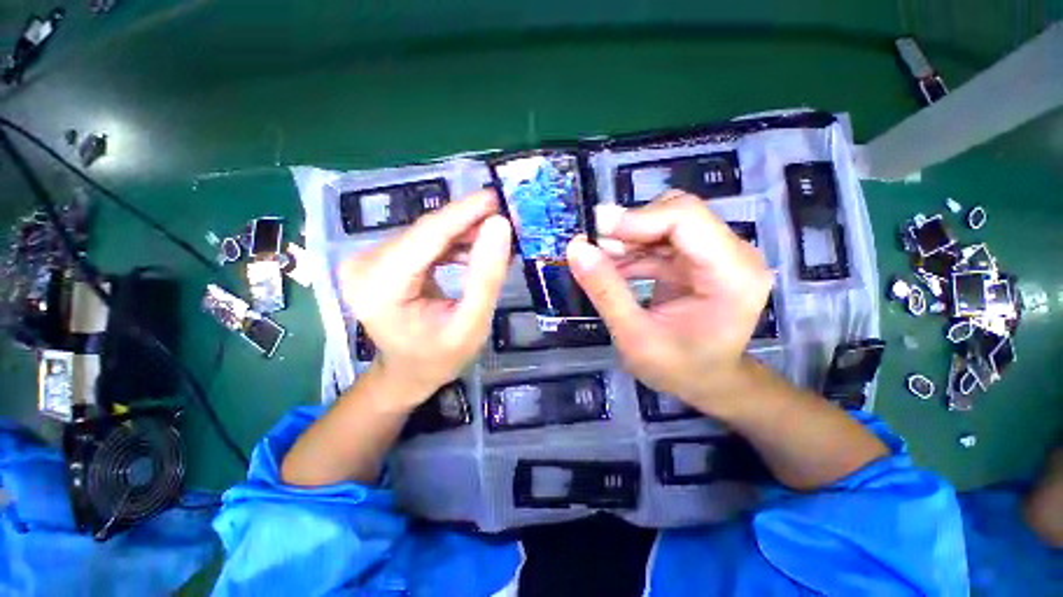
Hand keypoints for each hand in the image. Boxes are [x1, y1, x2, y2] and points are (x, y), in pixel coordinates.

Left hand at [339, 190, 511, 405]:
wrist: (409, 371)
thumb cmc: (440, 356)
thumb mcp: (472, 323)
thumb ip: (486, 277)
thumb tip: (499, 226)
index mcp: (380, 288)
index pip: (427, 236)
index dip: (464, 213)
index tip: (496, 197)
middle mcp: (364, 266)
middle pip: (426, 232)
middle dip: (468, 223)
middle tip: (505, 219)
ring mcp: (368, 260)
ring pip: (426, 233)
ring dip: (463, 233)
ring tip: (495, 241)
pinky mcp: (380, 259)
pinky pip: (423, 241)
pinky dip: (452, 243)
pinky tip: (474, 251)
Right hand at [566, 191, 772, 416]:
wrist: (708, 383)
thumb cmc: (678, 369)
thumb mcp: (633, 336)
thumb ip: (605, 290)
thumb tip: (576, 247)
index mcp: (732, 274)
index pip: (686, 218)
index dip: (637, 218)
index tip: (595, 232)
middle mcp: (734, 254)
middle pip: (677, 214)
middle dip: (630, 228)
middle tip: (594, 249)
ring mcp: (719, 254)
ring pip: (666, 222)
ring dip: (629, 239)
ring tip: (600, 262)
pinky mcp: (701, 259)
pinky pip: (663, 240)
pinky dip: (634, 250)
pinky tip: (614, 269)